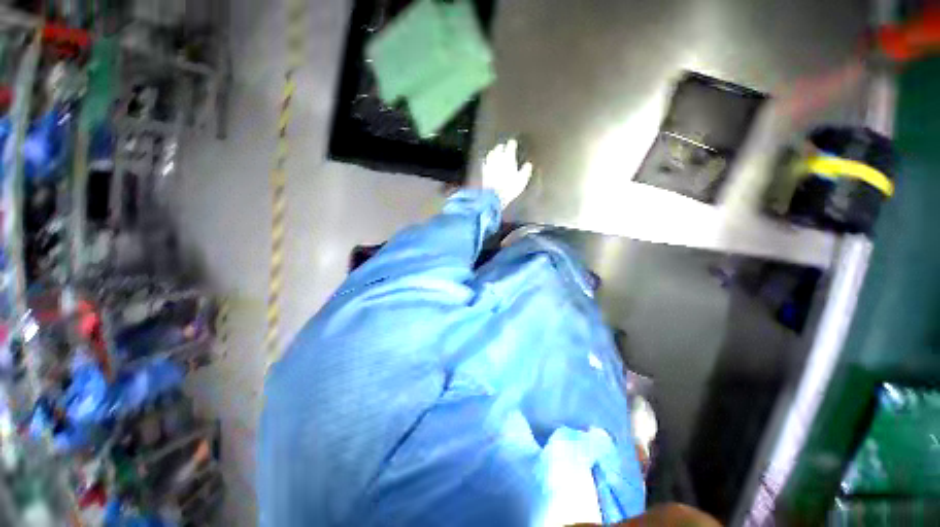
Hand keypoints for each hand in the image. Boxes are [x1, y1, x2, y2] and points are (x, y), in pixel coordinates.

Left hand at [482, 139, 532, 207]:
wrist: (493, 196)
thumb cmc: (509, 188)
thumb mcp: (522, 180)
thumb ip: (525, 171)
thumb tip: (528, 165)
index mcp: (508, 158)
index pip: (510, 146)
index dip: (512, 144)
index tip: (513, 143)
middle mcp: (498, 158)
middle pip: (499, 148)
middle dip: (502, 147)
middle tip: (504, 147)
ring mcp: (489, 164)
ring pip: (491, 153)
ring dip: (494, 152)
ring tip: (496, 152)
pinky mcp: (483, 172)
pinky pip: (484, 162)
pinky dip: (486, 160)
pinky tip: (487, 162)